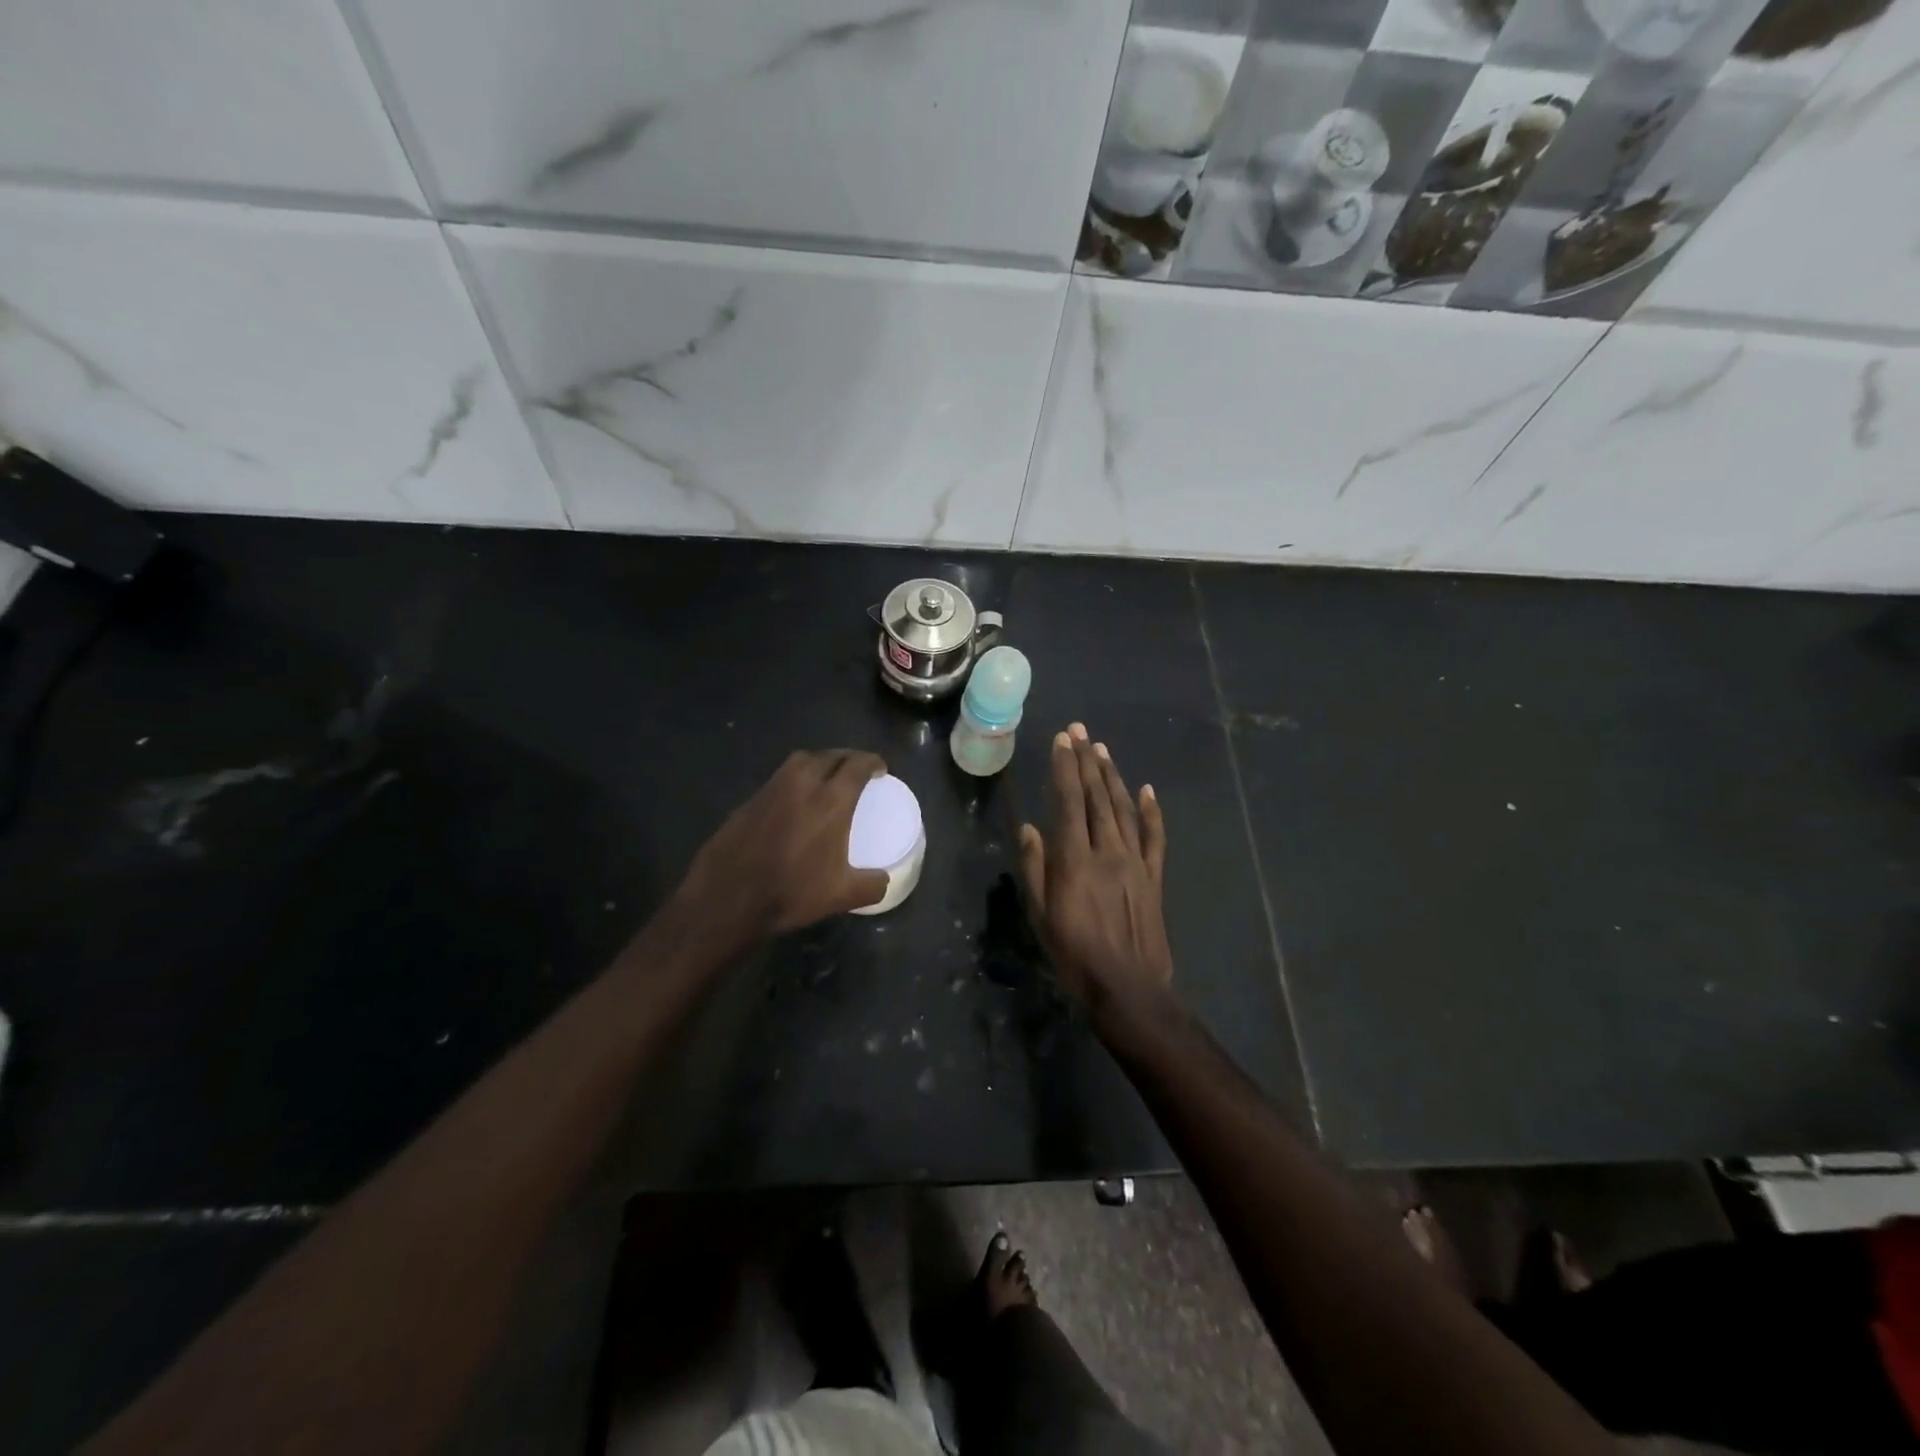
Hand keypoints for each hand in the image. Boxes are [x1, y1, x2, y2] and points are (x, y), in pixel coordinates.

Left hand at [677, 750, 891, 939]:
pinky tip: (795, 800)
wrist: (727, 897)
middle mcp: (802, 784)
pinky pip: (779, 778)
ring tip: (827, 777)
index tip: (880, 768)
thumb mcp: (841, 896)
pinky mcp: (750, 800)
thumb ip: (871, 885)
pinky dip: (794, 780)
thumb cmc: (791, 892)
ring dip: (819, 762)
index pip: (857, 765)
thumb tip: (884, 880)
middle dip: (847, 758)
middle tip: (856, 770)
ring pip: (801, 761)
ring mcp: (772, 789)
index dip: (872, 762)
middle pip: (830, 756)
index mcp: (831, 800)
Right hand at [1018, 723, 1172, 1019]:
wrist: (1128, 988)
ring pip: (1124, 810)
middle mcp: (1107, 851)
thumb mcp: (1040, 916)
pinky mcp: (1154, 878)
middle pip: (1097, 798)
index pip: (1069, 802)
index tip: (1062, 740)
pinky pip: (1155, 838)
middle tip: (1081, 731)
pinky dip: (1152, 812)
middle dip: (1087, 761)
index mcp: (1075, 860)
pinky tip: (1147, 790)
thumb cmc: (1074, 955)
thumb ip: (1034, 869)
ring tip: (1103, 750)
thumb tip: (1029, 828)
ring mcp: (1135, 863)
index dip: (1065, 768)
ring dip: (1113, 777)